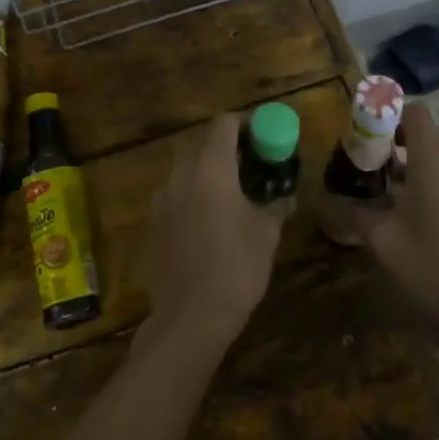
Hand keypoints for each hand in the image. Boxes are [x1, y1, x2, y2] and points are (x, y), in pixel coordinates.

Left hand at [141, 113, 283, 353]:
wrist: (191, 316)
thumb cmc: (236, 267)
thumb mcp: (266, 233)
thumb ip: (276, 206)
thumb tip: (285, 198)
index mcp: (210, 168)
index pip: (224, 124)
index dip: (246, 123)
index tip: (264, 135)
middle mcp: (181, 175)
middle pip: (202, 143)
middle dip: (227, 146)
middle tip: (251, 163)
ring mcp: (162, 199)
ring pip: (186, 168)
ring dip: (208, 170)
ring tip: (232, 191)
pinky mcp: (153, 223)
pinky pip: (175, 194)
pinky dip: (193, 193)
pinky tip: (209, 219)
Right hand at [335, 104, 438, 346]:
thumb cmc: (431, 265)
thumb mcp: (382, 239)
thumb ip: (352, 212)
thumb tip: (326, 200)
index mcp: (433, 161)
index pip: (414, 111)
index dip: (388, 113)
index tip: (364, 133)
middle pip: (422, 133)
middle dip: (391, 140)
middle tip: (363, 162)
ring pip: (435, 157)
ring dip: (407, 163)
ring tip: (379, 187)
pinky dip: (425, 180)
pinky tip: (405, 210)